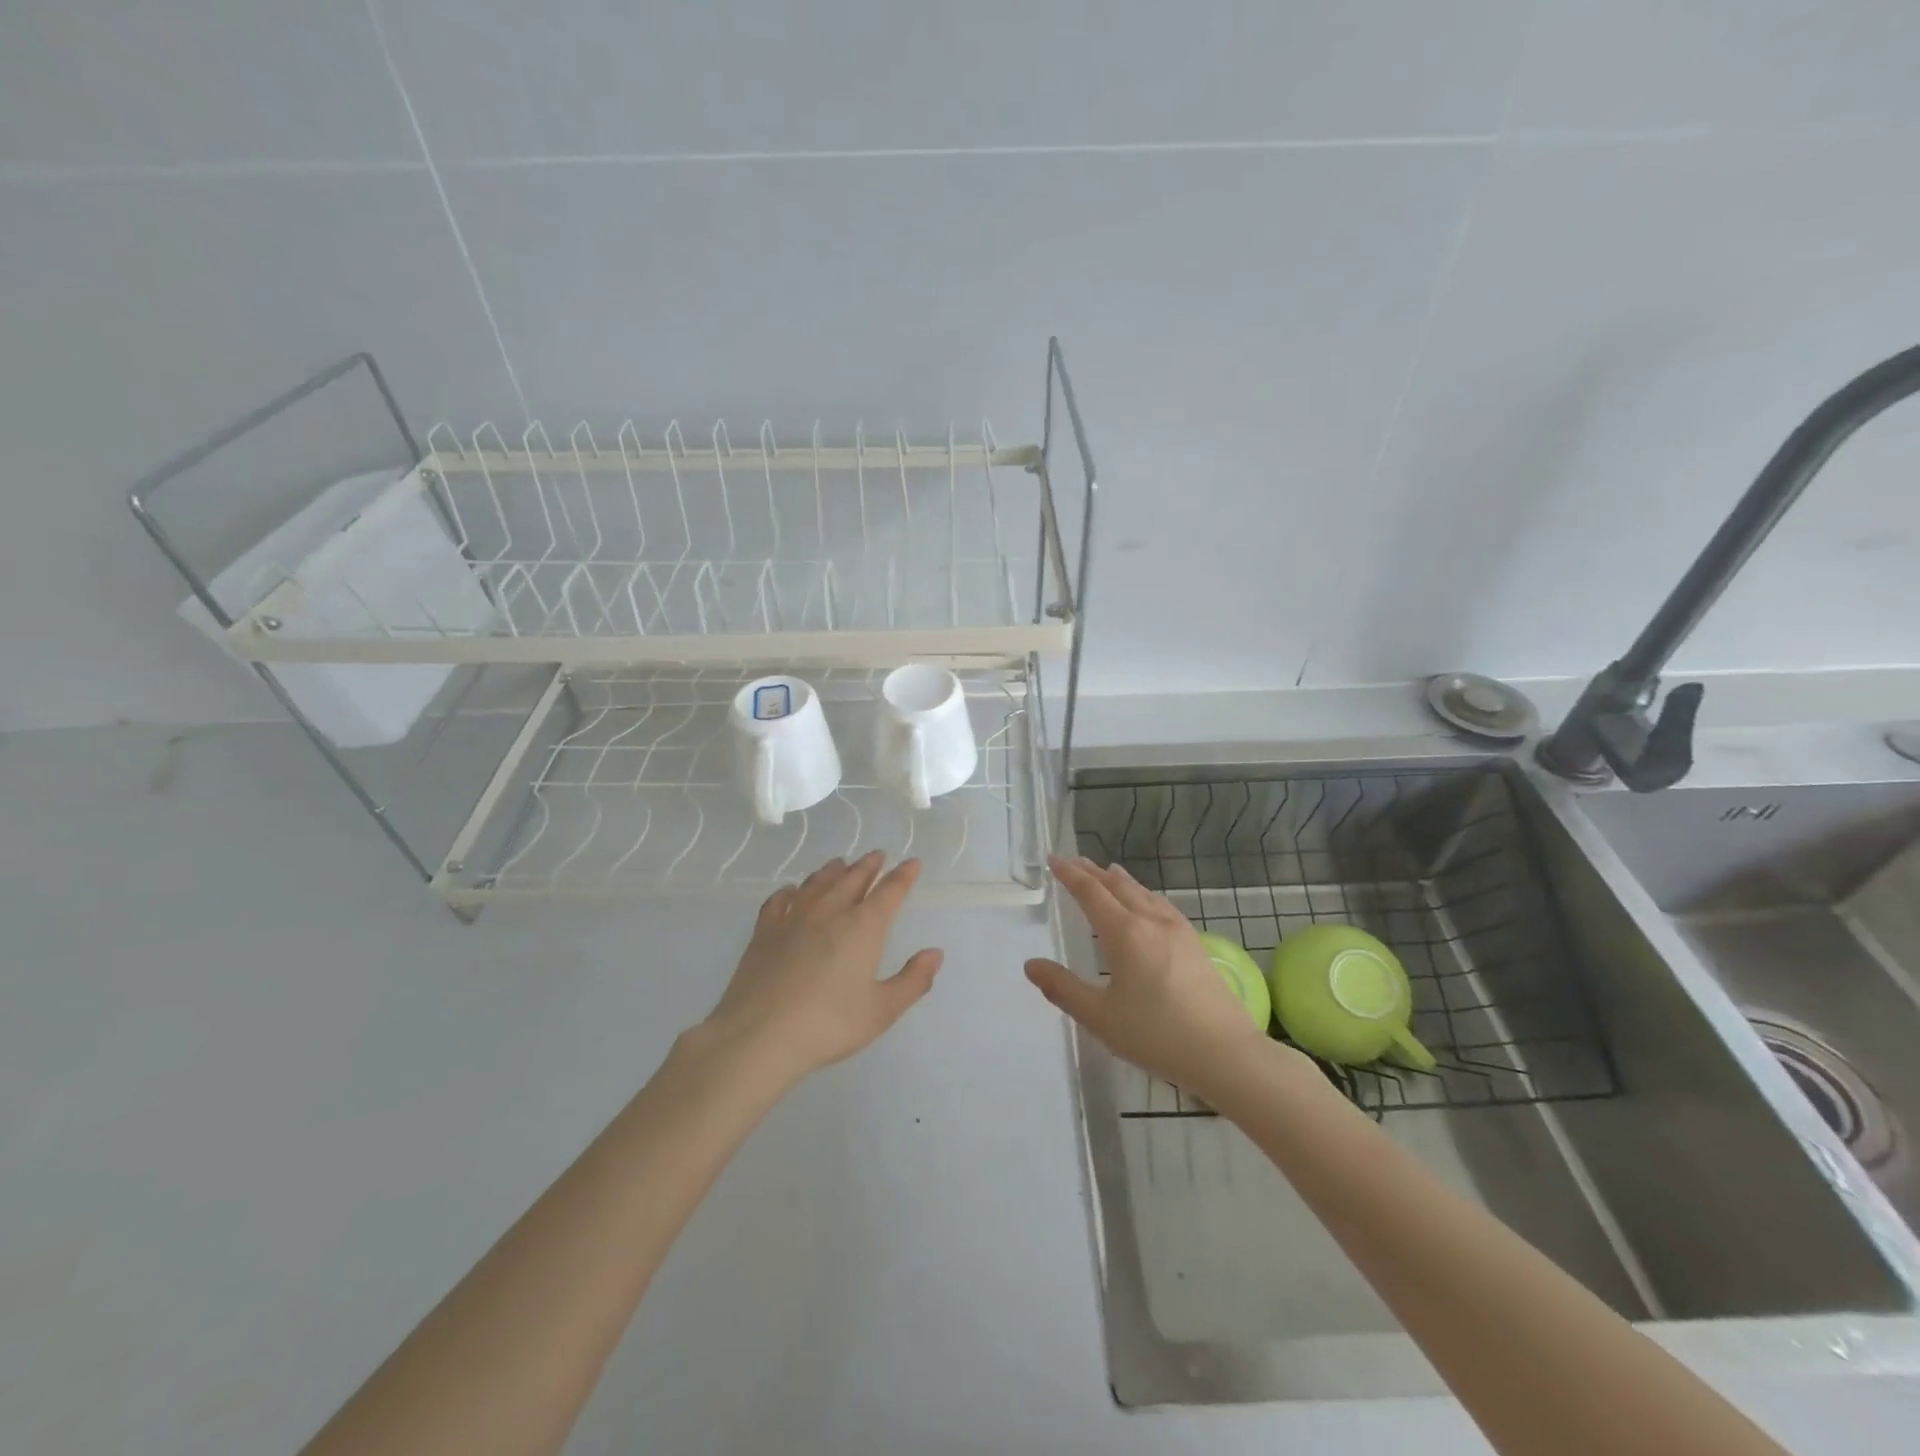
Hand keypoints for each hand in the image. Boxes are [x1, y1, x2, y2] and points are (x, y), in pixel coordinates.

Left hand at [701, 852, 942, 1087]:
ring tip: (841, 864)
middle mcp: (830, 911)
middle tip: (878, 855)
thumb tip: (935, 953)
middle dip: (869, 865)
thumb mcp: (882, 1010)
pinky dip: (790, 891)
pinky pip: (779, 900)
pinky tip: (791, 891)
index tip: (912, 863)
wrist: (759, 1035)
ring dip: (833, 871)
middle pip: (853, 878)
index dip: (903, 876)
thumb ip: (913, 980)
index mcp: (863, 926)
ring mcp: (794, 918)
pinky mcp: (764, 931)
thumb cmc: (829, 1024)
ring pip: (817, 883)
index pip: (890, 891)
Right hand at [1026, 855, 1277, 1099]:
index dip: (1070, 874)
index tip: (1054, 859)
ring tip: (1108, 872)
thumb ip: (1062, 988)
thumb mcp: (1100, 1017)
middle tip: (1074, 861)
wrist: (1226, 1053)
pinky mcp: (1196, 944)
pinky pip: (1161, 905)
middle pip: (1117, 886)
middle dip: (1093, 872)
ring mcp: (1178, 931)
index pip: (1091, 892)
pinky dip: (1144, 895)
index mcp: (1124, 934)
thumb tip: (1030, 965)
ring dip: (1120, 880)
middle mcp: (1150, 921)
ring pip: (1143, 893)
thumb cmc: (1156, 1035)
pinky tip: (1148, 904)